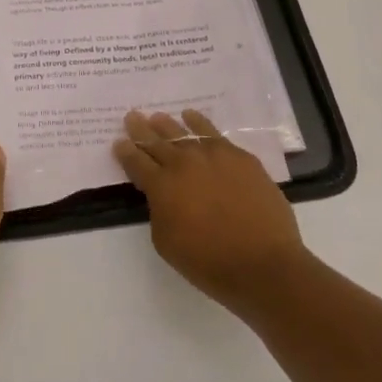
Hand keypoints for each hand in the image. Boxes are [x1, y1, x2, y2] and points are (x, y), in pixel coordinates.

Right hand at [114, 108, 309, 313]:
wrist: (263, 264)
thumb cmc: (209, 262)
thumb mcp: (166, 242)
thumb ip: (159, 211)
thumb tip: (163, 194)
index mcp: (161, 186)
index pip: (136, 162)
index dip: (125, 152)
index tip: (118, 142)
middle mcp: (183, 163)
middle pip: (156, 141)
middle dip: (141, 129)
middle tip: (132, 117)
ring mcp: (212, 155)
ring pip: (183, 132)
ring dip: (167, 124)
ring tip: (157, 117)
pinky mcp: (239, 156)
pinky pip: (212, 133)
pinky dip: (198, 122)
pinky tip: (191, 117)